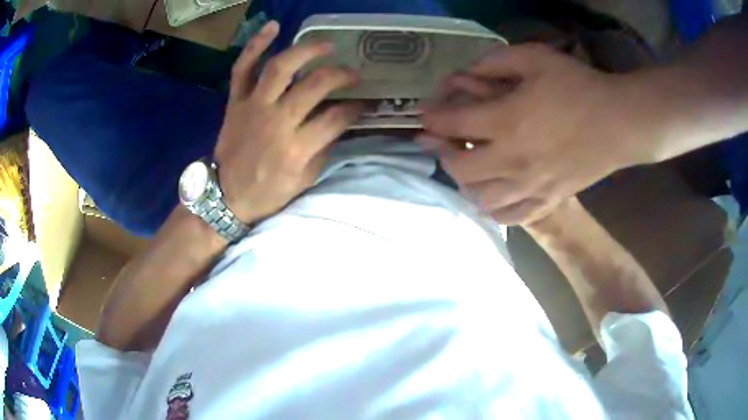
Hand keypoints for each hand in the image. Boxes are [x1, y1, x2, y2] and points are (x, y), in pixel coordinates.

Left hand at [214, 21, 362, 222]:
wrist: (225, 196)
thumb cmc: (266, 192)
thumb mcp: (304, 181)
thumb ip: (323, 149)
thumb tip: (340, 122)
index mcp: (295, 148)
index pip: (336, 118)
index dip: (356, 108)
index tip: (365, 103)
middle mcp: (276, 121)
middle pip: (315, 85)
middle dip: (341, 75)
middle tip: (353, 73)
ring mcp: (253, 106)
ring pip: (280, 67)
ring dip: (306, 50)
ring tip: (326, 45)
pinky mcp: (235, 101)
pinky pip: (242, 68)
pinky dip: (255, 45)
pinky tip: (273, 27)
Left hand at [420, 43, 654, 224]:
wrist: (619, 123)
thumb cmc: (579, 86)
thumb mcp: (535, 58)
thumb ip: (495, 62)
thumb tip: (465, 73)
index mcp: (507, 122)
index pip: (454, 124)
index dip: (433, 119)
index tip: (423, 117)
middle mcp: (512, 160)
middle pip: (460, 169)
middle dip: (441, 154)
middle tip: (437, 142)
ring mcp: (531, 186)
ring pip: (482, 198)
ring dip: (464, 184)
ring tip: (463, 169)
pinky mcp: (548, 200)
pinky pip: (512, 217)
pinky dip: (494, 210)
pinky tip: (490, 199)